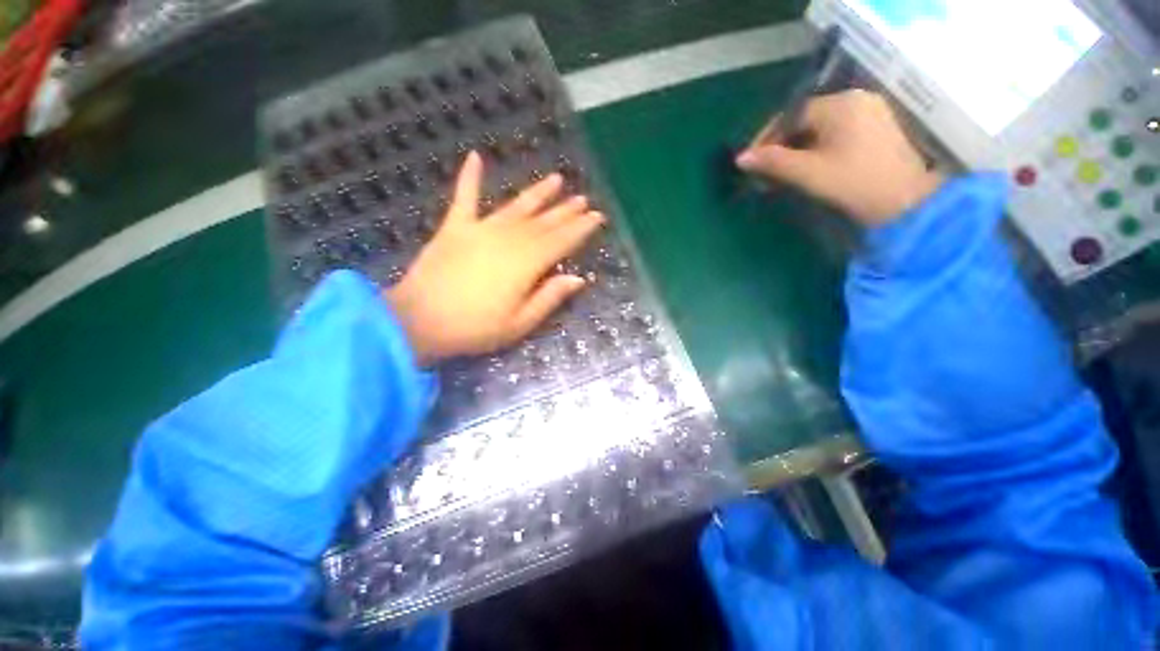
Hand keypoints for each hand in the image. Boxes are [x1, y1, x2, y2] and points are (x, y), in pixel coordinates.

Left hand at [387, 151, 604, 364]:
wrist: (418, 322)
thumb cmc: (475, 329)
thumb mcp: (520, 323)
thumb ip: (549, 297)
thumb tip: (578, 279)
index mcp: (526, 264)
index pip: (561, 241)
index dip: (581, 229)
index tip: (597, 216)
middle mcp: (508, 240)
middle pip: (543, 222)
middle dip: (565, 210)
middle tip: (583, 199)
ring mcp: (480, 230)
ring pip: (516, 207)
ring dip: (537, 193)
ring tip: (556, 179)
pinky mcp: (454, 228)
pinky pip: (464, 198)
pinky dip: (469, 178)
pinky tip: (475, 157)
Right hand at [736, 89, 943, 225]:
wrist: (906, 202)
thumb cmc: (853, 183)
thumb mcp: (808, 173)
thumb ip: (773, 162)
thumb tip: (740, 158)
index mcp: (840, 104)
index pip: (792, 115)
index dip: (767, 138)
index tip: (751, 160)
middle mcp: (857, 99)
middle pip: (807, 120)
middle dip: (782, 145)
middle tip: (765, 171)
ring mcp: (871, 112)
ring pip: (821, 128)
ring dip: (798, 148)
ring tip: (783, 172)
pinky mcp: (878, 128)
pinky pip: (837, 132)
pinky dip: (818, 148)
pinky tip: (809, 166)